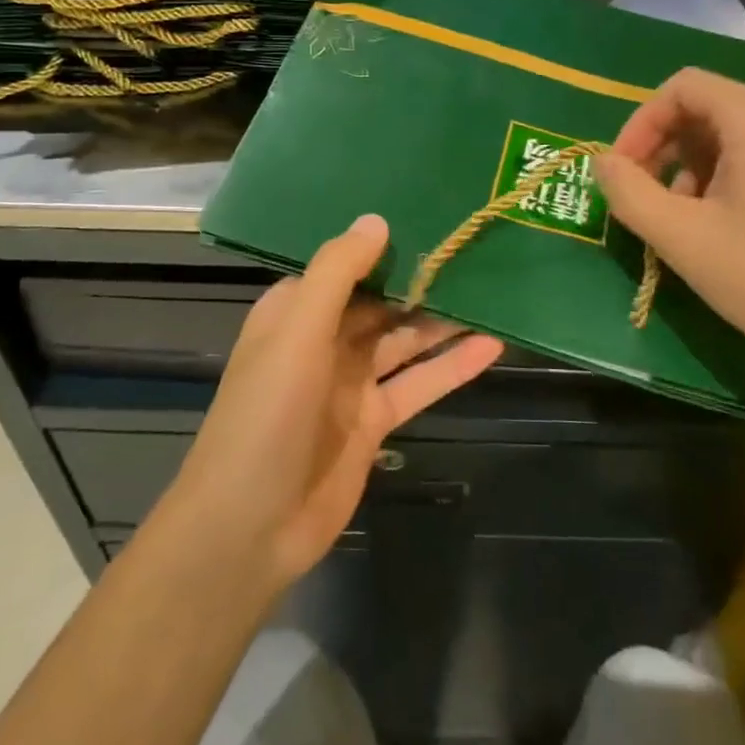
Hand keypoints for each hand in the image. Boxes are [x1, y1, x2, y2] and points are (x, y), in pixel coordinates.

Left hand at [169, 215, 501, 593]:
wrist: (251, 527)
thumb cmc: (267, 415)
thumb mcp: (297, 333)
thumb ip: (337, 274)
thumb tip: (376, 220)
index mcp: (296, 312)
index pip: (344, 265)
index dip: (382, 244)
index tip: (428, 217)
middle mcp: (323, 340)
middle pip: (380, 302)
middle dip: (421, 281)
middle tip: (475, 252)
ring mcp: (351, 383)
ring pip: (405, 340)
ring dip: (443, 321)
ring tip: (493, 292)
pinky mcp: (376, 421)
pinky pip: (419, 384)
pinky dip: (452, 366)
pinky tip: (492, 346)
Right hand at [592, 68, 744, 391]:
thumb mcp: (681, 237)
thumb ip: (627, 192)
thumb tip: (601, 162)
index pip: (681, 87)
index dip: (639, 123)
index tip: (621, 172)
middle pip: (708, 108)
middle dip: (664, 148)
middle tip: (643, 197)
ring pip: (734, 135)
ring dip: (692, 167)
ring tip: (681, 220)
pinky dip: (727, 178)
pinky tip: (722, 227)